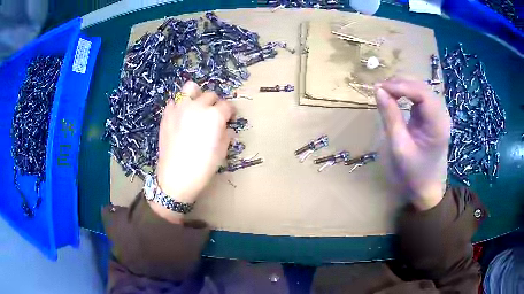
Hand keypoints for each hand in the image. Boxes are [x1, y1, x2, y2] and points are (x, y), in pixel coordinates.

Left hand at [153, 81, 234, 221]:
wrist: (175, 178)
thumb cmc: (202, 167)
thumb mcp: (222, 152)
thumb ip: (226, 135)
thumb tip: (226, 128)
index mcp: (214, 116)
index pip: (227, 105)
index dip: (231, 112)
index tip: (230, 119)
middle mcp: (197, 106)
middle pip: (211, 95)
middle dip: (215, 104)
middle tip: (213, 117)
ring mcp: (180, 108)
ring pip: (190, 88)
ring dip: (197, 94)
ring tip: (197, 106)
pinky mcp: (167, 114)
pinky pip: (175, 101)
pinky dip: (180, 104)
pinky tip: (182, 115)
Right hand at [375, 78, 450, 210]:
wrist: (426, 187)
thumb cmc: (413, 172)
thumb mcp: (399, 146)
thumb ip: (390, 117)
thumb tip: (378, 90)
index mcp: (438, 125)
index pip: (422, 94)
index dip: (401, 86)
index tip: (380, 88)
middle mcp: (441, 115)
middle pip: (423, 87)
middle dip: (401, 83)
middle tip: (379, 88)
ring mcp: (438, 114)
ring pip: (421, 89)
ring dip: (403, 86)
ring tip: (384, 91)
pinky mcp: (432, 116)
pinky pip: (420, 96)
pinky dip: (406, 92)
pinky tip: (395, 95)